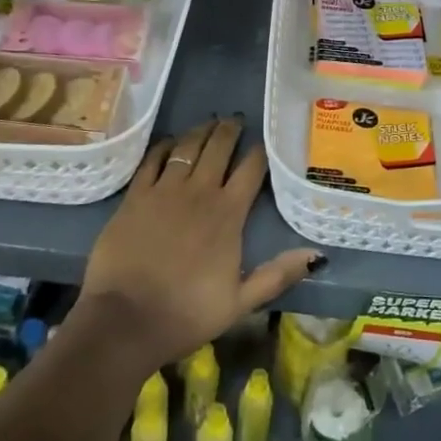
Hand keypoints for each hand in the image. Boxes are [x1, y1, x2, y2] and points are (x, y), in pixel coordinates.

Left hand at [81, 117, 322, 371]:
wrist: (125, 320)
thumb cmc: (186, 314)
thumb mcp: (240, 303)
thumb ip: (277, 275)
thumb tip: (316, 255)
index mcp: (228, 214)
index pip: (251, 169)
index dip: (259, 152)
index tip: (263, 142)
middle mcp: (200, 192)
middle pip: (219, 148)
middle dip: (230, 130)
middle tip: (235, 119)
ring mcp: (164, 190)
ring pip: (187, 147)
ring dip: (201, 131)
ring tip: (209, 122)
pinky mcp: (135, 195)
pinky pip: (152, 159)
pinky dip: (164, 146)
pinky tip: (170, 141)